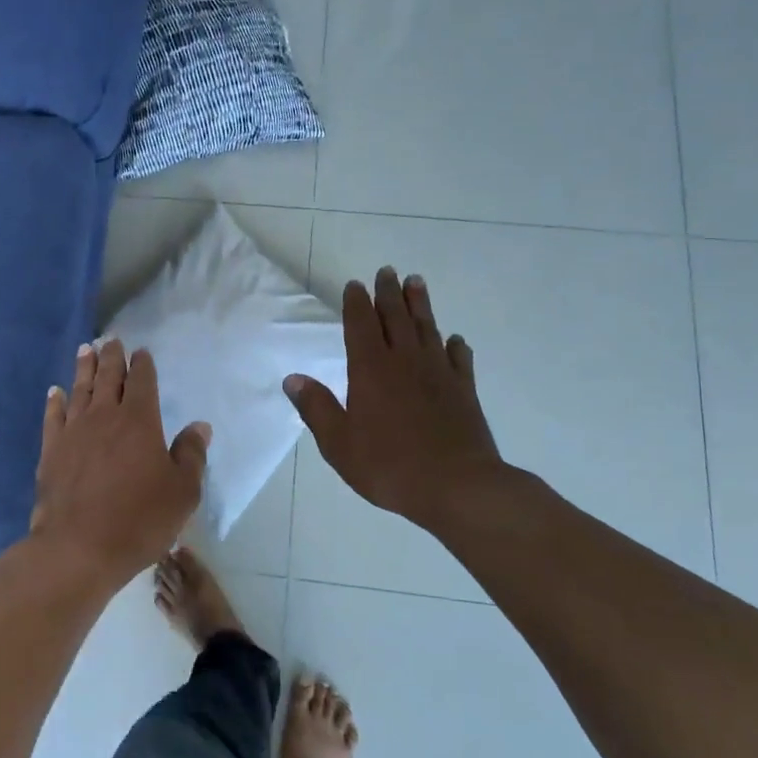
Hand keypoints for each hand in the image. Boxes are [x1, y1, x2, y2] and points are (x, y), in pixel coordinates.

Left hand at [27, 340, 211, 588]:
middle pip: (108, 378)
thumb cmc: (139, 520)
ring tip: (86, 349)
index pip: (142, 382)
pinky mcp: (51, 450)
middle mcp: (105, 416)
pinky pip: (53, 416)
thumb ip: (191, 455)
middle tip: (111, 340)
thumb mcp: (182, 492)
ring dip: (84, 368)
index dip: (142, 365)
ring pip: (80, 390)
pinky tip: (55, 391)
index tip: (141, 352)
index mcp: (140, 421)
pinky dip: (55, 401)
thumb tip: (200, 426)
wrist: (79, 547)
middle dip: (112, 357)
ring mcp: (74, 432)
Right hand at [285, 268, 521, 537]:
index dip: (356, 304)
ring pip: (428, 329)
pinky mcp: (464, 390)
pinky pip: (459, 359)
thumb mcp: (339, 443)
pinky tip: (454, 339)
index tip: (355, 285)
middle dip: (388, 293)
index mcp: (370, 370)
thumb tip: (293, 378)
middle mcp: (405, 362)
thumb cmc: (390, 466)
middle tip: (387, 271)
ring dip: (420, 305)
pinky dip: (455, 345)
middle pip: (396, 317)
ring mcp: (439, 374)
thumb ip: (317, 408)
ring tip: (416, 282)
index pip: (361, 326)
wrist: (458, 486)